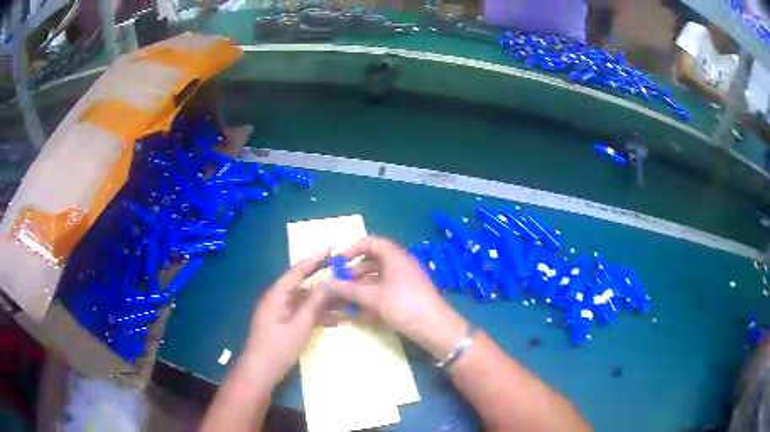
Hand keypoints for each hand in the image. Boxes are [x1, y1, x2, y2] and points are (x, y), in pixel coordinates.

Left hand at [241, 249, 333, 385]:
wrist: (260, 371)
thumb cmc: (278, 347)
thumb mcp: (300, 326)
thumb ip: (314, 303)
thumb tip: (329, 283)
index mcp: (277, 294)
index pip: (298, 270)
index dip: (315, 258)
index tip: (333, 248)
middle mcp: (277, 299)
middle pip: (303, 285)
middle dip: (324, 282)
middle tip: (346, 277)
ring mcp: (280, 312)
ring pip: (305, 301)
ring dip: (324, 302)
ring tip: (347, 301)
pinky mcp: (283, 323)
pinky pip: (302, 313)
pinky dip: (317, 315)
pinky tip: (336, 320)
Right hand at [332, 236, 468, 359]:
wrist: (435, 327)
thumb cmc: (404, 306)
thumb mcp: (373, 298)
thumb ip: (349, 289)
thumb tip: (327, 283)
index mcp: (395, 257)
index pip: (371, 242)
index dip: (353, 248)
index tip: (340, 262)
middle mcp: (401, 263)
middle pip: (374, 259)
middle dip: (356, 270)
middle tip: (342, 283)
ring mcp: (406, 278)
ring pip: (380, 275)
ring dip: (363, 284)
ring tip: (349, 298)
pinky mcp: (409, 293)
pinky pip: (387, 287)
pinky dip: (374, 294)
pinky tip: (364, 310)